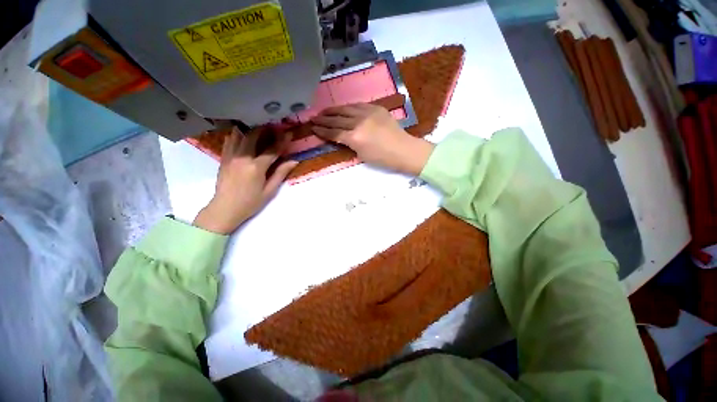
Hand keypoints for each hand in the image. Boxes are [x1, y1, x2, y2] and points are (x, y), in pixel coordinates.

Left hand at [193, 128, 297, 234]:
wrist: (225, 209)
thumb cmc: (250, 202)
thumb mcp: (269, 191)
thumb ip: (280, 174)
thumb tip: (294, 161)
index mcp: (256, 167)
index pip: (272, 150)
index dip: (282, 141)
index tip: (288, 132)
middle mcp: (242, 158)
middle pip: (253, 136)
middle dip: (264, 129)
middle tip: (272, 125)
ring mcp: (230, 157)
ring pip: (239, 135)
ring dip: (249, 129)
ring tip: (258, 126)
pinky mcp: (223, 159)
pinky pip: (229, 141)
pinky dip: (237, 135)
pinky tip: (242, 134)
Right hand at [311, 103, 433, 174]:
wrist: (403, 149)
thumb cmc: (383, 159)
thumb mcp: (362, 155)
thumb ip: (349, 144)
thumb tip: (340, 137)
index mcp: (355, 138)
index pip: (334, 132)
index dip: (322, 130)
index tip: (313, 128)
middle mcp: (359, 122)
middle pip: (337, 119)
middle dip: (323, 119)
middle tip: (313, 118)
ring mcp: (368, 113)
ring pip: (346, 109)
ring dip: (333, 110)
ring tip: (324, 111)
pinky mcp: (376, 108)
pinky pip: (358, 105)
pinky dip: (348, 107)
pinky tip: (342, 108)